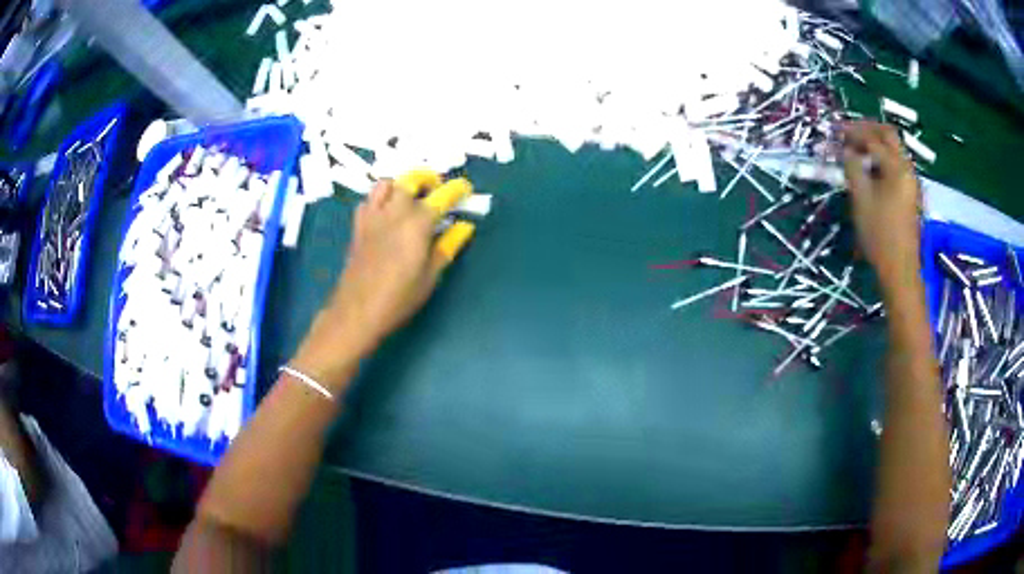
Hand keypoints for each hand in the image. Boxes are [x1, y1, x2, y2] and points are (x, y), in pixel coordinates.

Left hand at [293, 180, 446, 384]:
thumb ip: (448, 247)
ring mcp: (372, 217)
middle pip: (410, 180)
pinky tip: (386, 214)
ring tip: (410, 198)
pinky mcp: (358, 227)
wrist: (357, 312)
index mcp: (417, 223)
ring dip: (401, 185)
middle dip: (427, 179)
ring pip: (385, 184)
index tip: (465, 189)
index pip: (442, 196)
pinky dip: (379, 199)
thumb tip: (464, 227)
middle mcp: (394, 212)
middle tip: (436, 191)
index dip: (457, 189)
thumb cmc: (399, 298)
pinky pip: (368, 200)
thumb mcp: (430, 276)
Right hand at [842, 121, 921, 286]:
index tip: (835, 131)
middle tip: (849, 132)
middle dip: (868, 129)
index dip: (852, 132)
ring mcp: (911, 181)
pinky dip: (882, 158)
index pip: (872, 139)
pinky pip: (896, 164)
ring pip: (894, 149)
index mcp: (897, 167)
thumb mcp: (861, 199)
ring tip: (857, 149)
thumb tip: (847, 150)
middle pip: (889, 136)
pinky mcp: (910, 193)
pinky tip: (871, 168)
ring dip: (875, 143)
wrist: (900, 269)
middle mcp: (907, 169)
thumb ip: (853, 168)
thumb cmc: (879, 235)